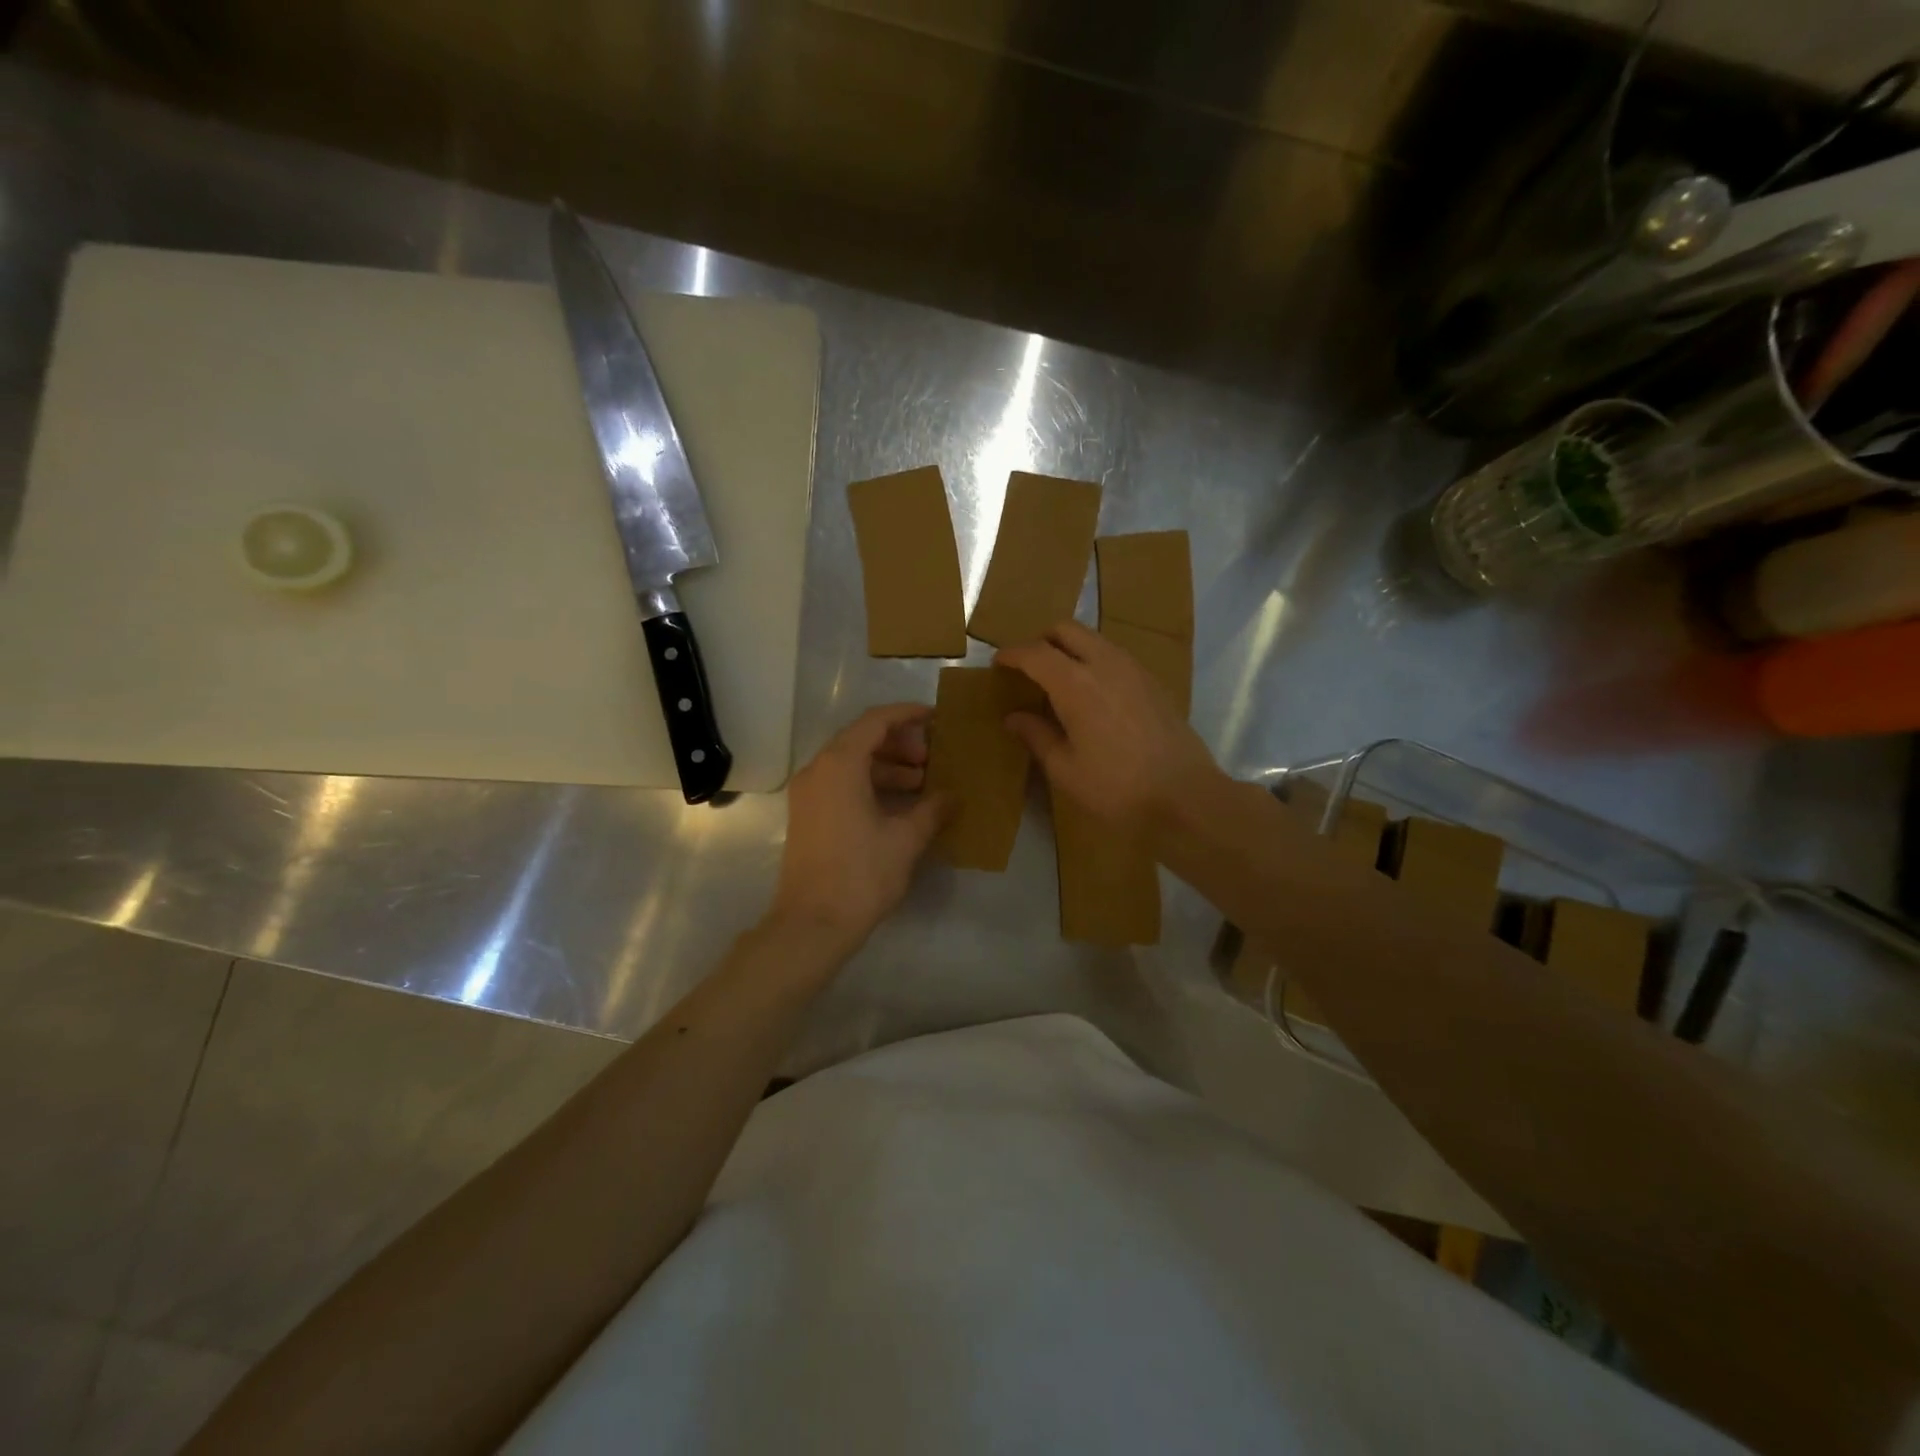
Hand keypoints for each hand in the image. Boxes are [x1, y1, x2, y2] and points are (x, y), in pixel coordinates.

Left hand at [771, 703, 949, 953]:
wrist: (812, 924)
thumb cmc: (861, 874)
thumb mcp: (906, 839)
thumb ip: (933, 809)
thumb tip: (953, 796)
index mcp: (839, 764)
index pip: (875, 721)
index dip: (908, 715)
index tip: (936, 718)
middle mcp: (818, 770)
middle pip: (861, 738)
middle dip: (900, 743)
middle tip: (931, 759)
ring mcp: (808, 793)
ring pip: (851, 762)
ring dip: (887, 765)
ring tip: (921, 783)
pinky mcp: (808, 815)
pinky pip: (841, 783)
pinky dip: (870, 783)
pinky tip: (898, 804)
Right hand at [996, 620, 1218, 827]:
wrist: (1184, 796)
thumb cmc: (1116, 788)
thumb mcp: (1065, 769)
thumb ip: (1036, 736)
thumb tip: (1013, 717)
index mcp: (1076, 684)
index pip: (1035, 653)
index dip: (1012, 654)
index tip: (998, 663)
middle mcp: (1105, 664)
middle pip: (1066, 630)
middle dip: (1041, 640)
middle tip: (1027, 666)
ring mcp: (1134, 669)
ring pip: (1094, 638)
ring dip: (1070, 648)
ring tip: (1058, 678)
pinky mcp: (1153, 682)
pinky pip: (1114, 655)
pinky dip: (1094, 660)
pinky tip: (1092, 693)